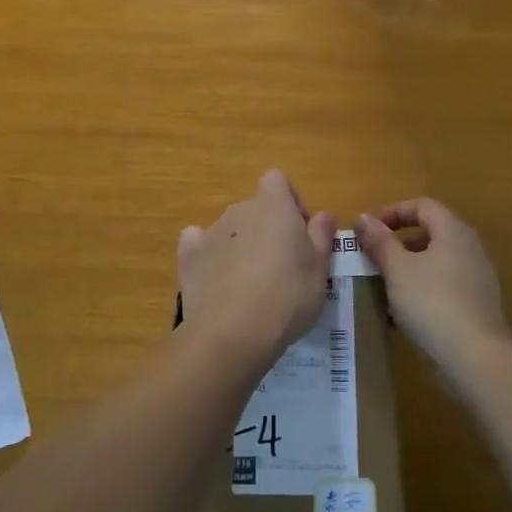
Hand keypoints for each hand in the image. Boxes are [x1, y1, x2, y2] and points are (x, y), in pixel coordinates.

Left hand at [178, 171, 336, 364]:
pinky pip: (199, 245)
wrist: (233, 331)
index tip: (301, 233)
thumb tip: (323, 214)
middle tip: (283, 267)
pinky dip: (209, 256)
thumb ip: (321, 235)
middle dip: (268, 229)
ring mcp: (210, 231)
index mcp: (273, 205)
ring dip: (242, 245)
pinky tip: (218, 280)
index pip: (278, 180)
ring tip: (252, 285)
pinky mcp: (188, 256)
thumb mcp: (320, 268)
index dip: (290, 201)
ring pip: (231, 229)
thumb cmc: (288, 295)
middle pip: (255, 208)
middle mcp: (239, 209)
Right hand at [354, 199, 511, 366]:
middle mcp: (469, 247)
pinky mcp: (477, 304)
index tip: (368, 229)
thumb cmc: (432, 302)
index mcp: (452, 230)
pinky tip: (403, 313)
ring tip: (383, 285)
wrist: (477, 357)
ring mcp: (477, 277)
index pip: (422, 205)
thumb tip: (364, 218)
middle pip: (430, 232)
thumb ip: (380, 241)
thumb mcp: (398, 269)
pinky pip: (444, 285)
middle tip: (372, 257)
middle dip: (398, 242)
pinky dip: (422, 289)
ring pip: (436, 261)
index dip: (393, 211)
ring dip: (408, 268)